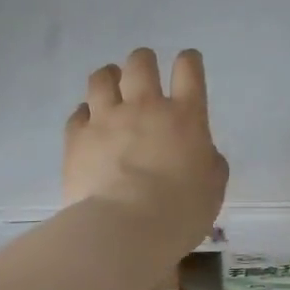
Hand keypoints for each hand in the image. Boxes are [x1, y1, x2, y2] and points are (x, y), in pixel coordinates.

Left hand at [64, 48, 228, 256]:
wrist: (124, 229)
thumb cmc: (180, 211)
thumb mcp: (213, 187)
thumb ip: (210, 162)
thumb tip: (202, 153)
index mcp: (185, 116)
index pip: (189, 70)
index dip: (189, 61)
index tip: (188, 62)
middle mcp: (144, 107)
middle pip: (140, 63)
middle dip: (144, 61)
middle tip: (144, 71)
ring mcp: (106, 119)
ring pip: (102, 78)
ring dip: (109, 76)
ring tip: (111, 83)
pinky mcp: (77, 137)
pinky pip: (78, 112)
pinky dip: (85, 112)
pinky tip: (89, 121)